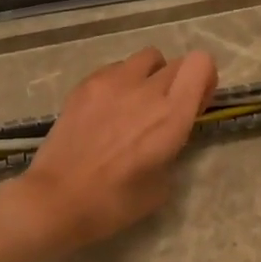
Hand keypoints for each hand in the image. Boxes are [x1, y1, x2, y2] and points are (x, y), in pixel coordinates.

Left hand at [10, 47, 218, 248]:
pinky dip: (120, 82)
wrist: (56, 199)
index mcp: (172, 116)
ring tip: (135, 104)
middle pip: (177, 62)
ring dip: (150, 76)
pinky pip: (115, 68)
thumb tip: (165, 135)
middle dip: (180, 81)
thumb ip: (172, 148)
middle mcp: (146, 90)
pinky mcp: (86, 83)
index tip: (195, 103)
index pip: (201, 63)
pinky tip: (107, 110)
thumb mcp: (161, 185)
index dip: (204, 79)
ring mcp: (113, 82)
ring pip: (146, 58)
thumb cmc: (113, 203)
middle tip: (166, 110)